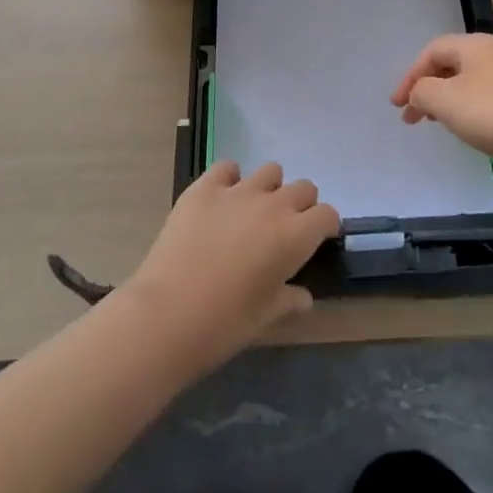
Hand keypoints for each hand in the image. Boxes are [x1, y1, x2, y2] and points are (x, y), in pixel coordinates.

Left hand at [122, 161, 339, 374]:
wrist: (166, 315)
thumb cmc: (223, 325)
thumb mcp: (264, 319)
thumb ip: (289, 301)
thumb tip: (303, 297)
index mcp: (295, 236)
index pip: (327, 215)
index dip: (325, 227)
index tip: (316, 240)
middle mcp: (273, 205)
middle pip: (303, 188)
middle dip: (301, 206)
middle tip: (284, 229)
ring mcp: (238, 191)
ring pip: (270, 171)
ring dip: (269, 189)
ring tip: (252, 212)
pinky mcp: (205, 188)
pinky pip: (227, 167)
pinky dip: (229, 179)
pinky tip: (221, 199)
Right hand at [390, 32, 492, 185]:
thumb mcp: (446, 101)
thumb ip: (422, 92)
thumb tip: (418, 92)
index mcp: (472, 45)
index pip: (431, 51)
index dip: (409, 75)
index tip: (397, 105)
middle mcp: (492, 53)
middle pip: (450, 64)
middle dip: (426, 88)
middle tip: (411, 116)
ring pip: (467, 82)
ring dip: (446, 100)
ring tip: (435, 123)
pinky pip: (485, 97)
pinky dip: (467, 109)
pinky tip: (468, 129)